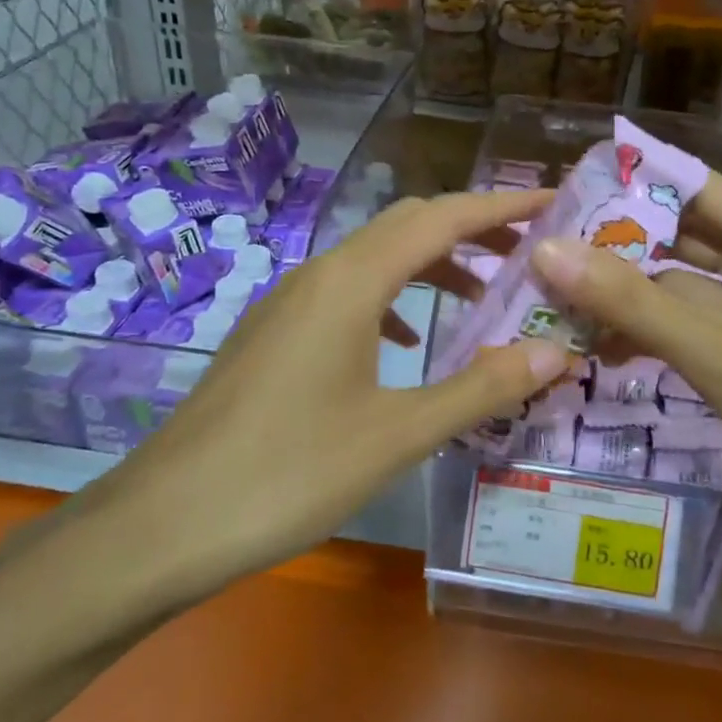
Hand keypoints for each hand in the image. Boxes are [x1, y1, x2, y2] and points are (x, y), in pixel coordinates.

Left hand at [94, 191, 569, 598]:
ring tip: (483, 297)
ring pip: (375, 259)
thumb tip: (555, 352)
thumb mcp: (398, 435)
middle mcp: (319, 274)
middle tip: (529, 250)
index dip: (503, 205)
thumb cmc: (289, 472)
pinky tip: (408, 343)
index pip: (442, 219)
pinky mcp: (274, 333)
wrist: (166, 520)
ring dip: (432, 265)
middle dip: (472, 229)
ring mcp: (290, 302)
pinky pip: (347, 294)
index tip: (555, 201)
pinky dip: (393, 299)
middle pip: (407, 225)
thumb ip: (480, 389)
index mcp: (352, 282)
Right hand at [529, 172, 721, 524]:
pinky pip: (698, 332)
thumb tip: (546, 250)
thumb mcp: (716, 350)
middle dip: (622, 247)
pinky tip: (606, 350)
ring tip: (561, 302)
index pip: (698, 189)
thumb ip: (630, 302)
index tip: (568, 190)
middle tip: (548, 250)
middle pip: (688, 240)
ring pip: (688, 291)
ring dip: (633, 298)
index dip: (635, 184)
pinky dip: (657, 336)